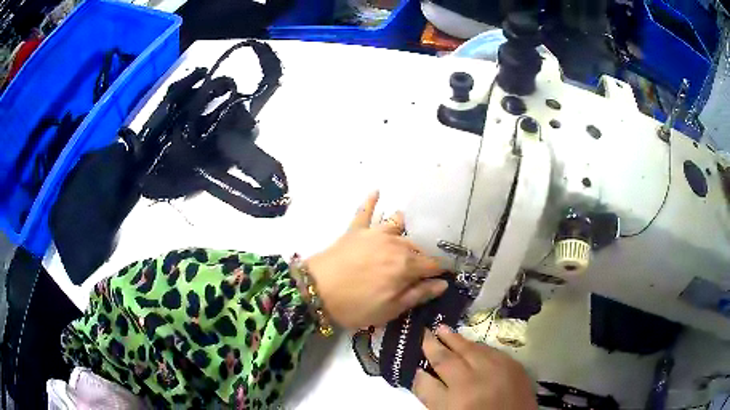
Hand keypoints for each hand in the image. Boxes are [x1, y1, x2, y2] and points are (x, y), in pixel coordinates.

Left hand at [306, 191, 445, 328]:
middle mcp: (395, 244)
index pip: (433, 265)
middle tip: (420, 268)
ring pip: (398, 226)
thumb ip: (418, 295)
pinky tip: (377, 191)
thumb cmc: (355, 306)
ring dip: (405, 230)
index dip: (440, 271)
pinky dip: (371, 201)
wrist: (315, 291)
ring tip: (406, 236)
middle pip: (417, 246)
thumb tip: (443, 284)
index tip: (443, 276)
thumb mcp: (390, 310)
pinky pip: (365, 211)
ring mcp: (374, 233)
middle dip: (423, 256)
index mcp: (406, 266)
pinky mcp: (355, 230)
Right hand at [414, 325, 536, 409]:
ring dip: (457, 340)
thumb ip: (432, 396)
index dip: (422, 363)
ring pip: (472, 349)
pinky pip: (492, 350)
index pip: (430, 377)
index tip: (416, 351)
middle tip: (427, 331)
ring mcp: (498, 371)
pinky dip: (478, 346)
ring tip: (445, 330)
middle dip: (436, 343)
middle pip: (450, 358)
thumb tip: (421, 374)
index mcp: (457, 399)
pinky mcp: (515, 366)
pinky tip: (472, 344)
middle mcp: (476, 381)